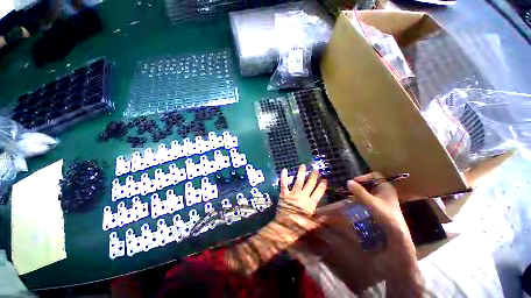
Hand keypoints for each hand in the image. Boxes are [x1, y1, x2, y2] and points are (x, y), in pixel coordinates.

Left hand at [277, 164, 327, 233]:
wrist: (284, 228)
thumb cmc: (299, 227)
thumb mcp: (313, 224)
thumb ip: (321, 218)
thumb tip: (331, 215)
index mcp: (311, 203)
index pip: (318, 192)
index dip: (322, 185)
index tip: (324, 179)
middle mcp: (303, 196)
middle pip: (310, 184)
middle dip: (314, 176)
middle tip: (316, 169)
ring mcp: (293, 194)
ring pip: (298, 181)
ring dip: (301, 173)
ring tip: (303, 166)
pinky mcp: (284, 194)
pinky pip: (283, 184)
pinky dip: (283, 177)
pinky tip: (284, 169)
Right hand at [346, 173, 409, 238]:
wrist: (396, 233)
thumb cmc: (385, 215)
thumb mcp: (371, 202)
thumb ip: (359, 191)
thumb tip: (348, 181)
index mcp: (386, 187)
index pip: (374, 175)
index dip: (364, 177)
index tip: (354, 182)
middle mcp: (384, 191)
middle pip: (370, 183)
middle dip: (359, 184)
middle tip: (349, 188)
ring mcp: (382, 198)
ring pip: (368, 190)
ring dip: (358, 191)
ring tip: (348, 194)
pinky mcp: (379, 205)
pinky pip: (368, 197)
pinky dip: (360, 197)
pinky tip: (353, 200)